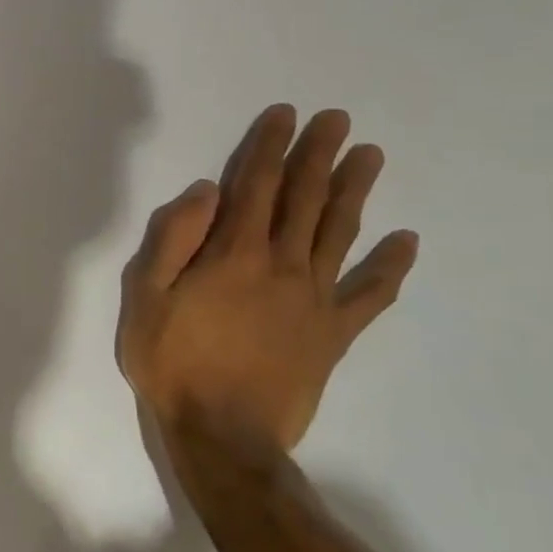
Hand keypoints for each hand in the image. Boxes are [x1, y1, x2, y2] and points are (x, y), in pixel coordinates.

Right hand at [117, 104, 417, 477]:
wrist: (223, 436)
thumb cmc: (173, 364)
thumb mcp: (146, 300)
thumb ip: (173, 241)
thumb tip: (205, 192)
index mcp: (234, 254)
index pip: (255, 186)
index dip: (270, 147)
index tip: (285, 115)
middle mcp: (281, 265)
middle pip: (304, 199)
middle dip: (319, 155)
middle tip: (338, 120)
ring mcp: (315, 299)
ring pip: (340, 233)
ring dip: (355, 191)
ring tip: (370, 156)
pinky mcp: (334, 334)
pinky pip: (369, 295)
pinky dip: (390, 269)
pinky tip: (407, 243)